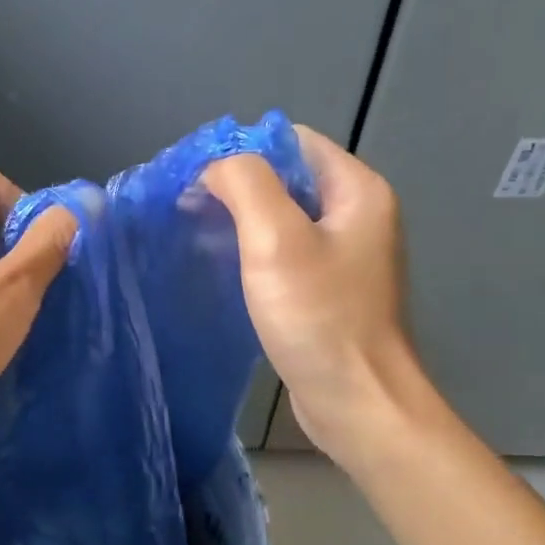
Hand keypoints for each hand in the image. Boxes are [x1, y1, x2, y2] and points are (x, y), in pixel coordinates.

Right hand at [204, 127, 422, 468]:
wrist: (357, 402)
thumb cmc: (319, 318)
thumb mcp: (275, 240)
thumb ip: (245, 184)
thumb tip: (216, 166)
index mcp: (357, 191)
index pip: (290, 142)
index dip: (240, 152)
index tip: (194, 180)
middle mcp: (358, 215)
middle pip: (286, 179)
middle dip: (235, 188)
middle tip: (186, 209)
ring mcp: (346, 256)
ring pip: (283, 219)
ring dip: (240, 222)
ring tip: (195, 237)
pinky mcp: (330, 291)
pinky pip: (286, 255)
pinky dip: (253, 255)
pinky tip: (223, 271)